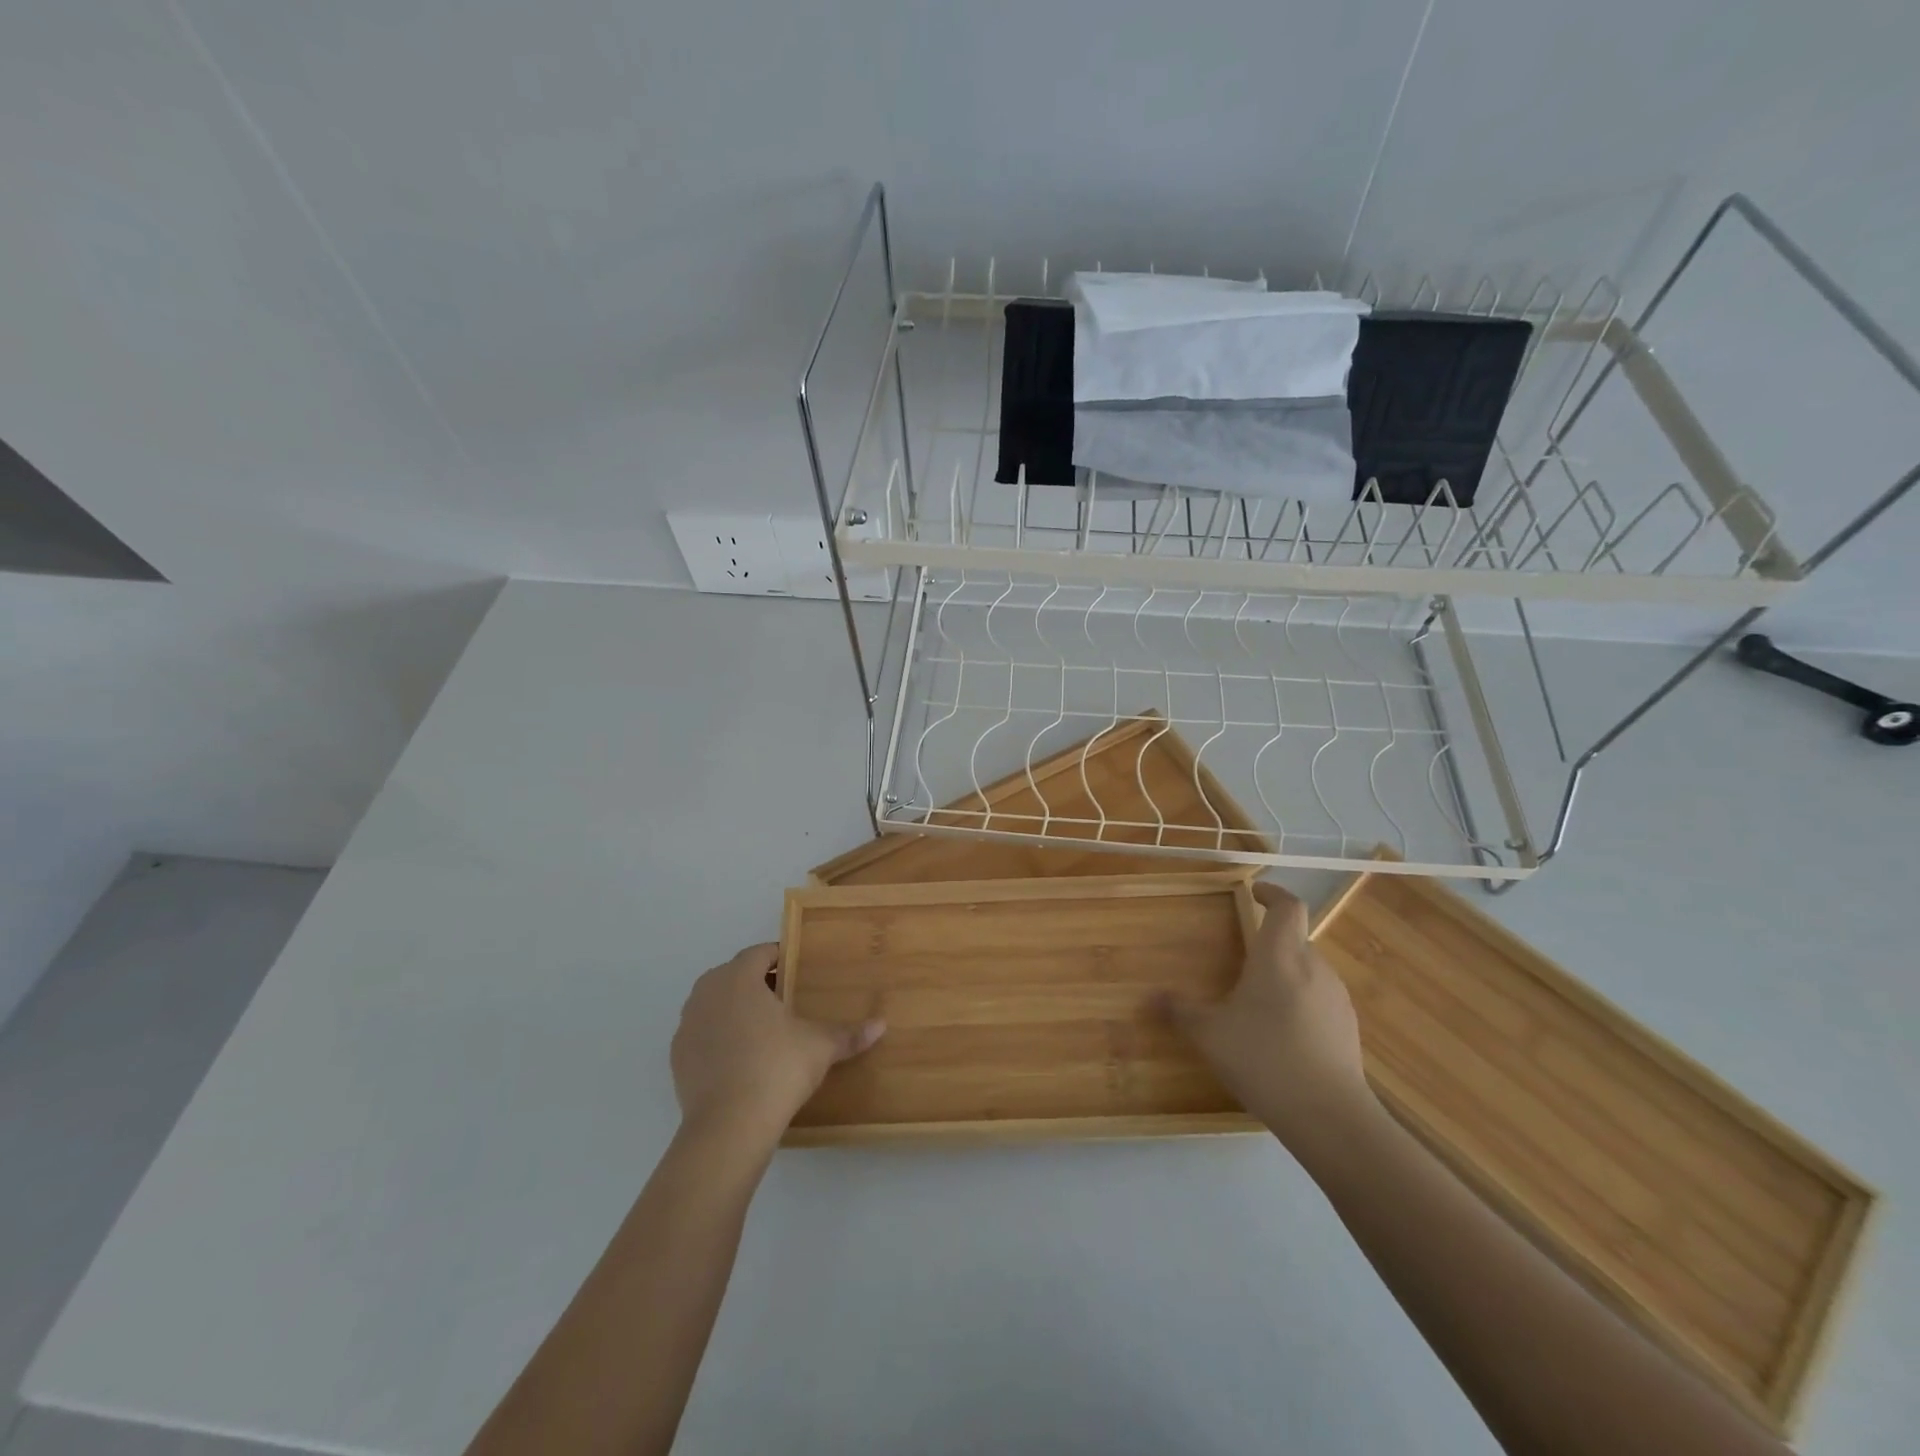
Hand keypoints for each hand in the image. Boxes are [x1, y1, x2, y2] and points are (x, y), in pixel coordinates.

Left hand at [670, 944, 884, 1143]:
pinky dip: (720, 1038)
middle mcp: (707, 992)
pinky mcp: (677, 1057)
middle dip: (758, 983)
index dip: (781, 958)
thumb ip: (849, 1034)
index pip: (760, 953)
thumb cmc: (777, 1068)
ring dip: (736, 1009)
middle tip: (786, 1001)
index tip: (799, 971)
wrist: (728, 1126)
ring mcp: (687, 1025)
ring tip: (764, 1031)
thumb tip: (881, 1026)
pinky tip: (741, 1060)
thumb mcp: (820, 1047)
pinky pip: (703, 1034)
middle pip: (734, 975)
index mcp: (738, 977)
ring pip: (715, 1004)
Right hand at [1160, 881, 1378, 1155]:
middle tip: (1243, 959)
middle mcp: (1313, 967)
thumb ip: (1181, 1012)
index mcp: (1280, 956)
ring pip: (1308, 971)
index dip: (1273, 893)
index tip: (1255, 891)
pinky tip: (1283, 1034)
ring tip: (1259, 1001)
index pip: (1288, 907)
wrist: (1330, 1116)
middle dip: (1270, 943)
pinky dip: (1301, 1002)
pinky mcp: (1348, 1027)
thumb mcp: (1210, 1035)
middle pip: (1295, 939)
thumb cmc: (1264, 1059)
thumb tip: (1150, 998)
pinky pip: (1320, 999)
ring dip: (1286, 974)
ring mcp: (1336, 998)